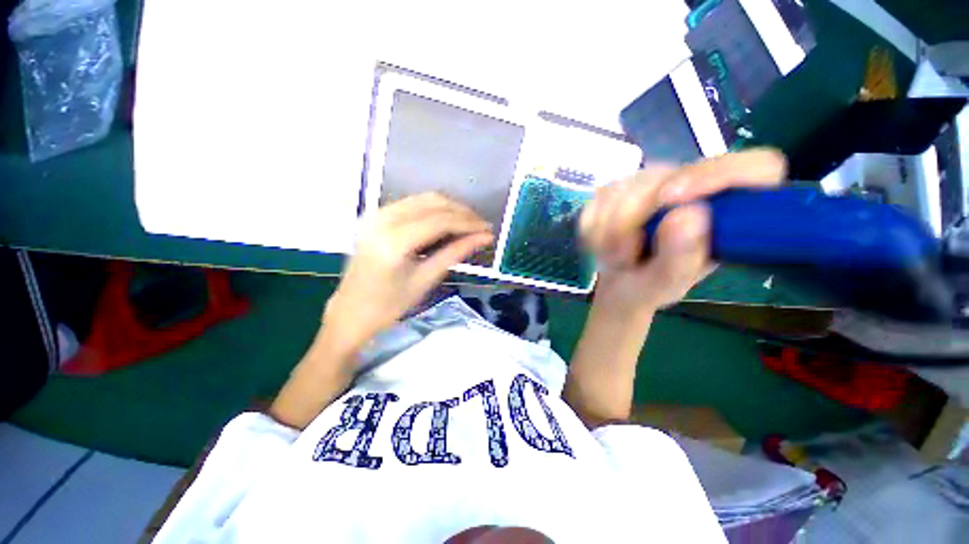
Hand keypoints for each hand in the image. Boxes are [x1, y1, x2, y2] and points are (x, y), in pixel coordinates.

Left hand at [324, 193, 492, 349]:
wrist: (350, 313)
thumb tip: (483, 238)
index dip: (468, 223)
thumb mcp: (426, 280)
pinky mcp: (376, 217)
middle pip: (433, 203)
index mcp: (394, 241)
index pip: (441, 220)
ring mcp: (377, 215)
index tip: (488, 230)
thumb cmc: (389, 305)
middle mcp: (383, 219)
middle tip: (481, 227)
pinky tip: (446, 222)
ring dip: (449, 208)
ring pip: (423, 199)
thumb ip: (456, 253)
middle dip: (462, 212)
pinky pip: (412, 204)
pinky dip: (433, 209)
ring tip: (468, 225)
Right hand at [580, 149, 786, 314]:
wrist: (619, 283)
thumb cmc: (650, 287)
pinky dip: (593, 227)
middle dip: (631, 219)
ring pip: (623, 187)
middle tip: (623, 255)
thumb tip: (689, 214)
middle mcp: (694, 186)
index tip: (672, 199)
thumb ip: (683, 256)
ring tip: (615, 256)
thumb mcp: (668, 284)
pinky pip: (598, 199)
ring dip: (608, 229)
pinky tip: (602, 244)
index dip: (719, 174)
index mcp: (728, 211)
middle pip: (665, 177)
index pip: (755, 167)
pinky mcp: (620, 188)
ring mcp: (654, 182)